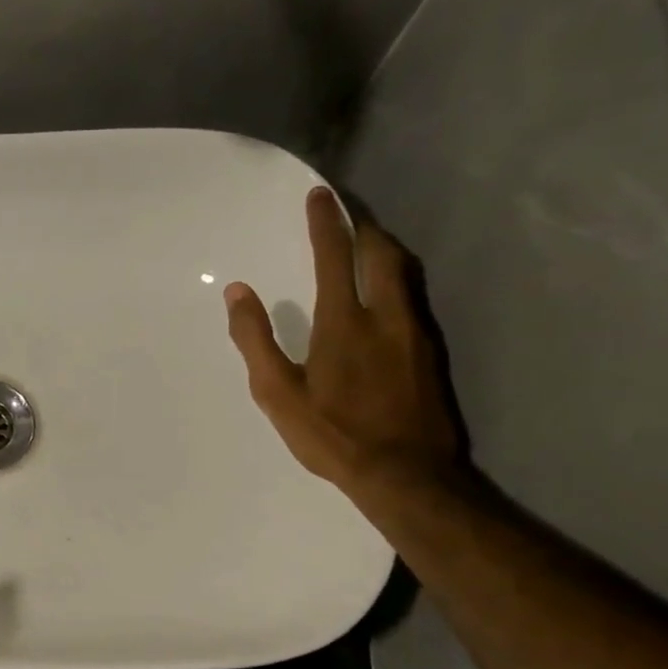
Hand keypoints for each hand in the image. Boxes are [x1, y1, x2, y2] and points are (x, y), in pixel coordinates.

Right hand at [225, 186, 462, 497]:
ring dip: (384, 250)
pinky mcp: (430, 353)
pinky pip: (413, 298)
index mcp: (344, 323)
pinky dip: (396, 279)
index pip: (334, 257)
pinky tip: (386, 294)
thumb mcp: (277, 392)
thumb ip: (255, 339)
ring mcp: (415, 334)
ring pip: (405, 274)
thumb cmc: (331, 433)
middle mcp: (387, 317)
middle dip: (364, 227)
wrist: (405, 473)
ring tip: (368, 243)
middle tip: (349, 213)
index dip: (326, 223)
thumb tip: (237, 292)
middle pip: (382, 254)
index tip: (320, 195)